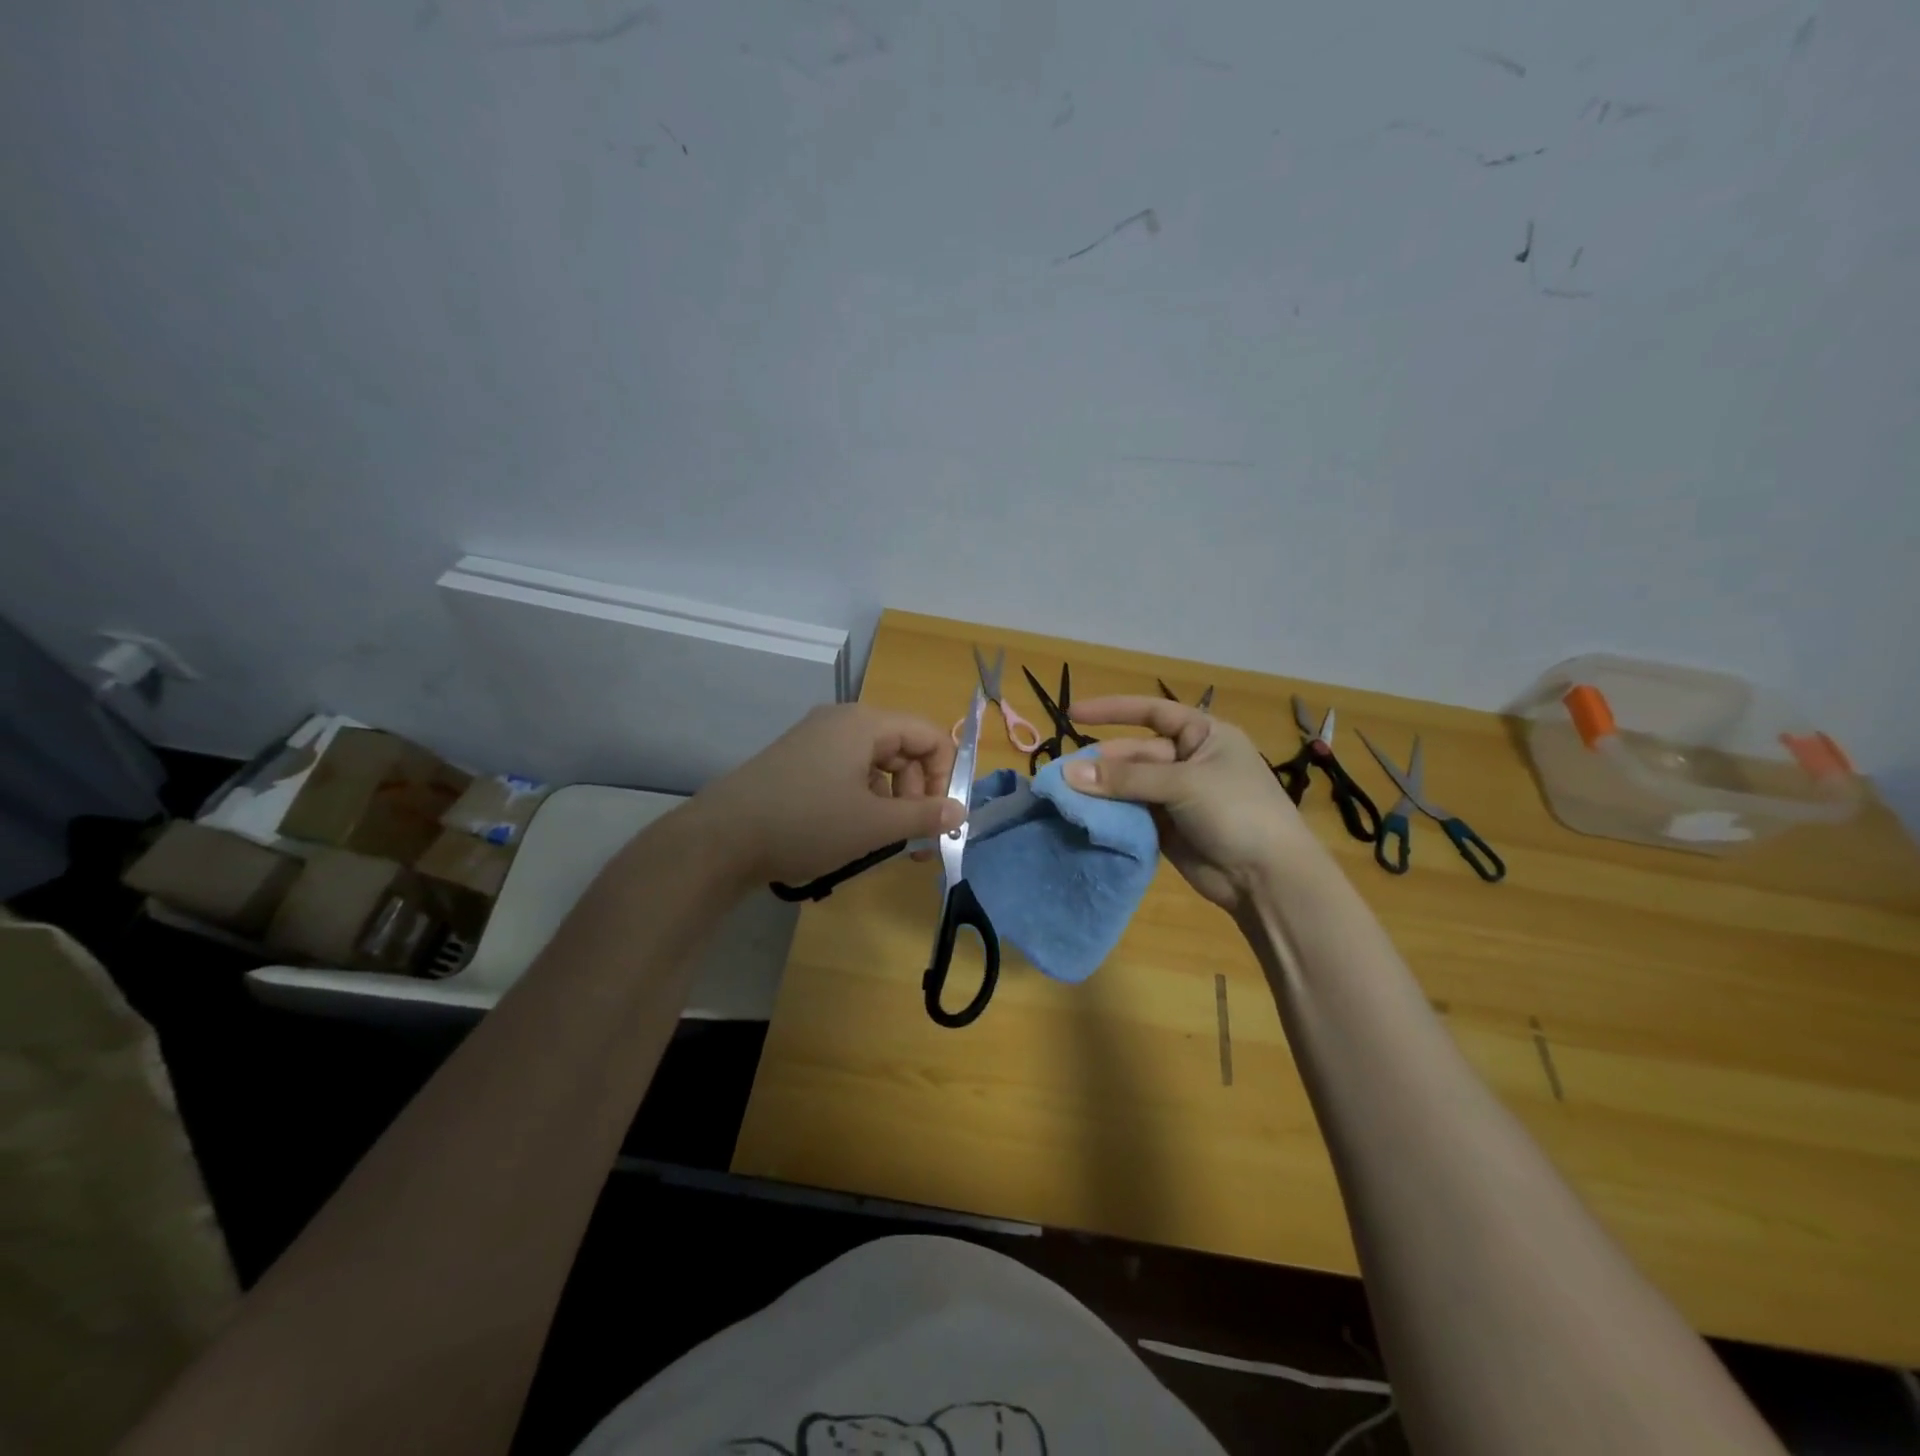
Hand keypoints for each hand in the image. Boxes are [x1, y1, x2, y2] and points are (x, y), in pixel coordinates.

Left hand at [689, 704, 965, 886]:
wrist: (721, 838)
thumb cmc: (807, 823)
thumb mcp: (874, 824)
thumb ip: (924, 816)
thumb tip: (961, 812)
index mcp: (865, 723)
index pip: (929, 736)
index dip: (945, 777)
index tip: (938, 819)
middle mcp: (842, 721)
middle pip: (903, 750)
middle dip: (917, 795)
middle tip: (912, 841)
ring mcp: (815, 739)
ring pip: (876, 765)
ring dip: (890, 802)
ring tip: (881, 842)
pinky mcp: (797, 761)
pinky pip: (847, 773)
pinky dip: (861, 800)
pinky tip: (851, 832)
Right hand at [1063, 697, 1324, 910]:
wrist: (1267, 878)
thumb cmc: (1237, 812)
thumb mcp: (1183, 784)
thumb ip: (1125, 779)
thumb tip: (1068, 773)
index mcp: (1203, 736)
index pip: (1152, 712)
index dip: (1114, 710)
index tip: (1073, 714)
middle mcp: (1188, 761)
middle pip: (1135, 753)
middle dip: (1102, 762)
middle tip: (1064, 775)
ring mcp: (1176, 796)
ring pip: (1129, 785)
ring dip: (1101, 790)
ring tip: (1067, 796)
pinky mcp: (1166, 828)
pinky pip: (1131, 813)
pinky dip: (1110, 814)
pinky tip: (1085, 817)